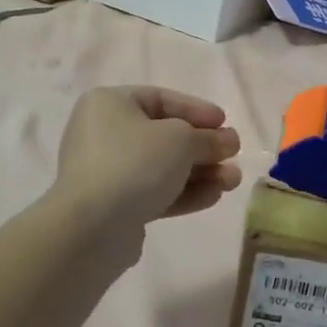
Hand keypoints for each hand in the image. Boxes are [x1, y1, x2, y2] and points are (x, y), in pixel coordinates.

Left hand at [54, 86, 242, 227]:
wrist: (93, 227)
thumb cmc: (135, 163)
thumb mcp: (181, 140)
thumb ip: (208, 138)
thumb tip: (228, 141)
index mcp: (109, 104)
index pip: (161, 99)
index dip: (196, 110)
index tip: (225, 123)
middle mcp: (103, 133)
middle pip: (164, 136)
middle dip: (203, 148)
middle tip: (233, 155)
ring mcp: (106, 171)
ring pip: (162, 167)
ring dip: (200, 173)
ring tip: (233, 181)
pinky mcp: (113, 205)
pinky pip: (153, 191)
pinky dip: (183, 192)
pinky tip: (213, 197)